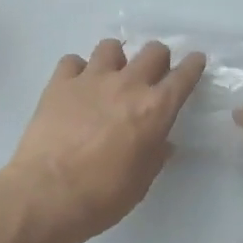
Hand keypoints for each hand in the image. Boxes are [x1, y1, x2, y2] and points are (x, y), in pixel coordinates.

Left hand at [0, 39, 206, 242]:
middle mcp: (127, 84)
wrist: (47, 194)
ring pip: (111, 47)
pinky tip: (76, 87)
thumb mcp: (141, 182)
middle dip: (158, 59)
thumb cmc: (102, 196)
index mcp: (155, 109)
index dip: (193, 66)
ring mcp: (91, 79)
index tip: (195, 61)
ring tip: (110, 77)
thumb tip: (162, 142)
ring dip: (116, 59)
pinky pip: (73, 61)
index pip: (183, 76)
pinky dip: (77, 70)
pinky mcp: (59, 83)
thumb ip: (155, 155)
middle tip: (151, 76)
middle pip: (152, 51)